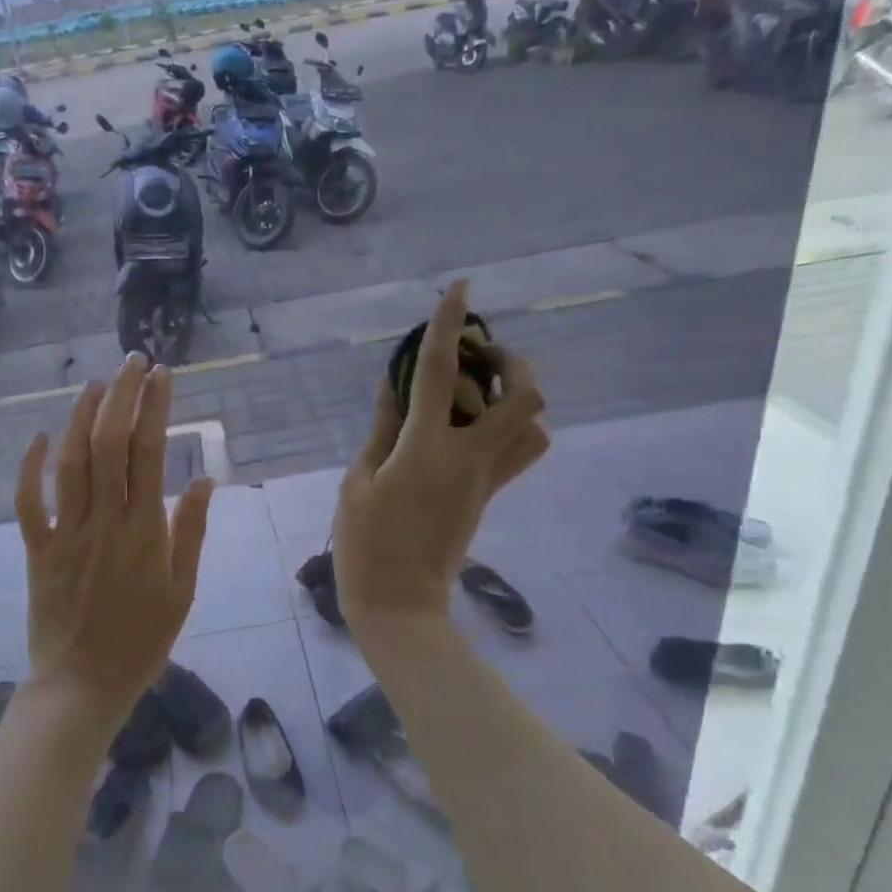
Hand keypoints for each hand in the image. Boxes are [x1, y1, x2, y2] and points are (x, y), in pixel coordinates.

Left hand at [15, 352, 212, 729]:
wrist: (83, 685)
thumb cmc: (142, 641)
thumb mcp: (183, 593)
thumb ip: (191, 533)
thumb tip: (203, 480)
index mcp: (145, 532)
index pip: (149, 453)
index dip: (154, 408)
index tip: (161, 375)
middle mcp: (104, 522)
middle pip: (107, 445)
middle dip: (119, 396)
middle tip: (131, 361)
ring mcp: (65, 534)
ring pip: (69, 463)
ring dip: (80, 417)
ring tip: (94, 384)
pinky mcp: (37, 550)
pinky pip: (27, 502)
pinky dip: (29, 468)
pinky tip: (39, 436)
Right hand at [334, 281, 547, 628]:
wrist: (399, 603)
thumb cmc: (365, 543)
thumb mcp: (358, 481)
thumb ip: (382, 429)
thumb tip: (395, 387)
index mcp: (426, 449)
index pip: (439, 373)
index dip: (448, 326)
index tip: (459, 289)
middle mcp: (469, 457)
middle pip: (521, 396)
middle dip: (510, 361)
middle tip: (478, 355)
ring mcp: (487, 479)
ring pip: (533, 425)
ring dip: (516, 396)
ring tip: (482, 390)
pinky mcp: (490, 495)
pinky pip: (519, 451)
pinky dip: (511, 427)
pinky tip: (476, 426)